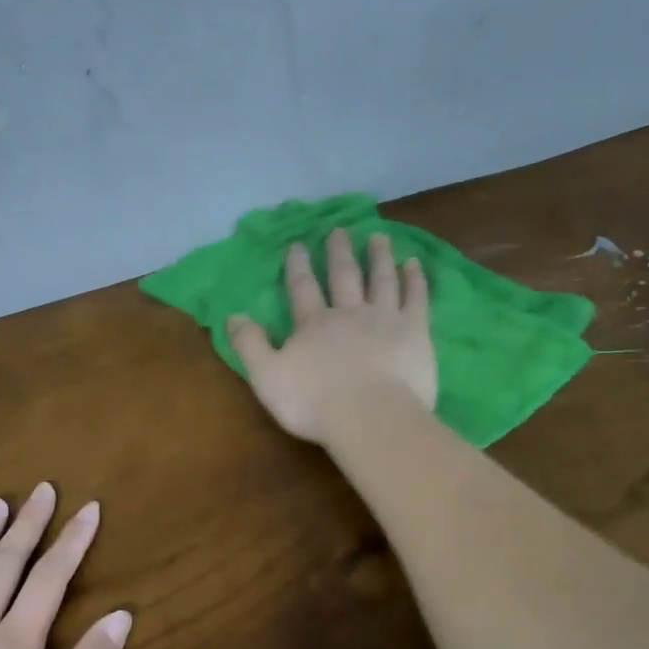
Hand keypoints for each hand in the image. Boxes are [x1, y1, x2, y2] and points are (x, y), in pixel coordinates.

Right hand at [227, 228, 436, 443]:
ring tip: (379, 237)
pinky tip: (414, 264)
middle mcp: (349, 313)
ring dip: (379, 257)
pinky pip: (415, 297)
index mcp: (313, 324)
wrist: (371, 418)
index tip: (298, 244)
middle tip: (339, 230)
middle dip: (339, 252)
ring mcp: (385, 318)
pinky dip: (414, 279)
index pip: (303, 287)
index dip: (298, 265)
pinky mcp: (415, 331)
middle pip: (343, 275)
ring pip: (381, 279)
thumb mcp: (267, 377)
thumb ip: (250, 345)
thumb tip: (232, 316)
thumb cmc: (315, 403)